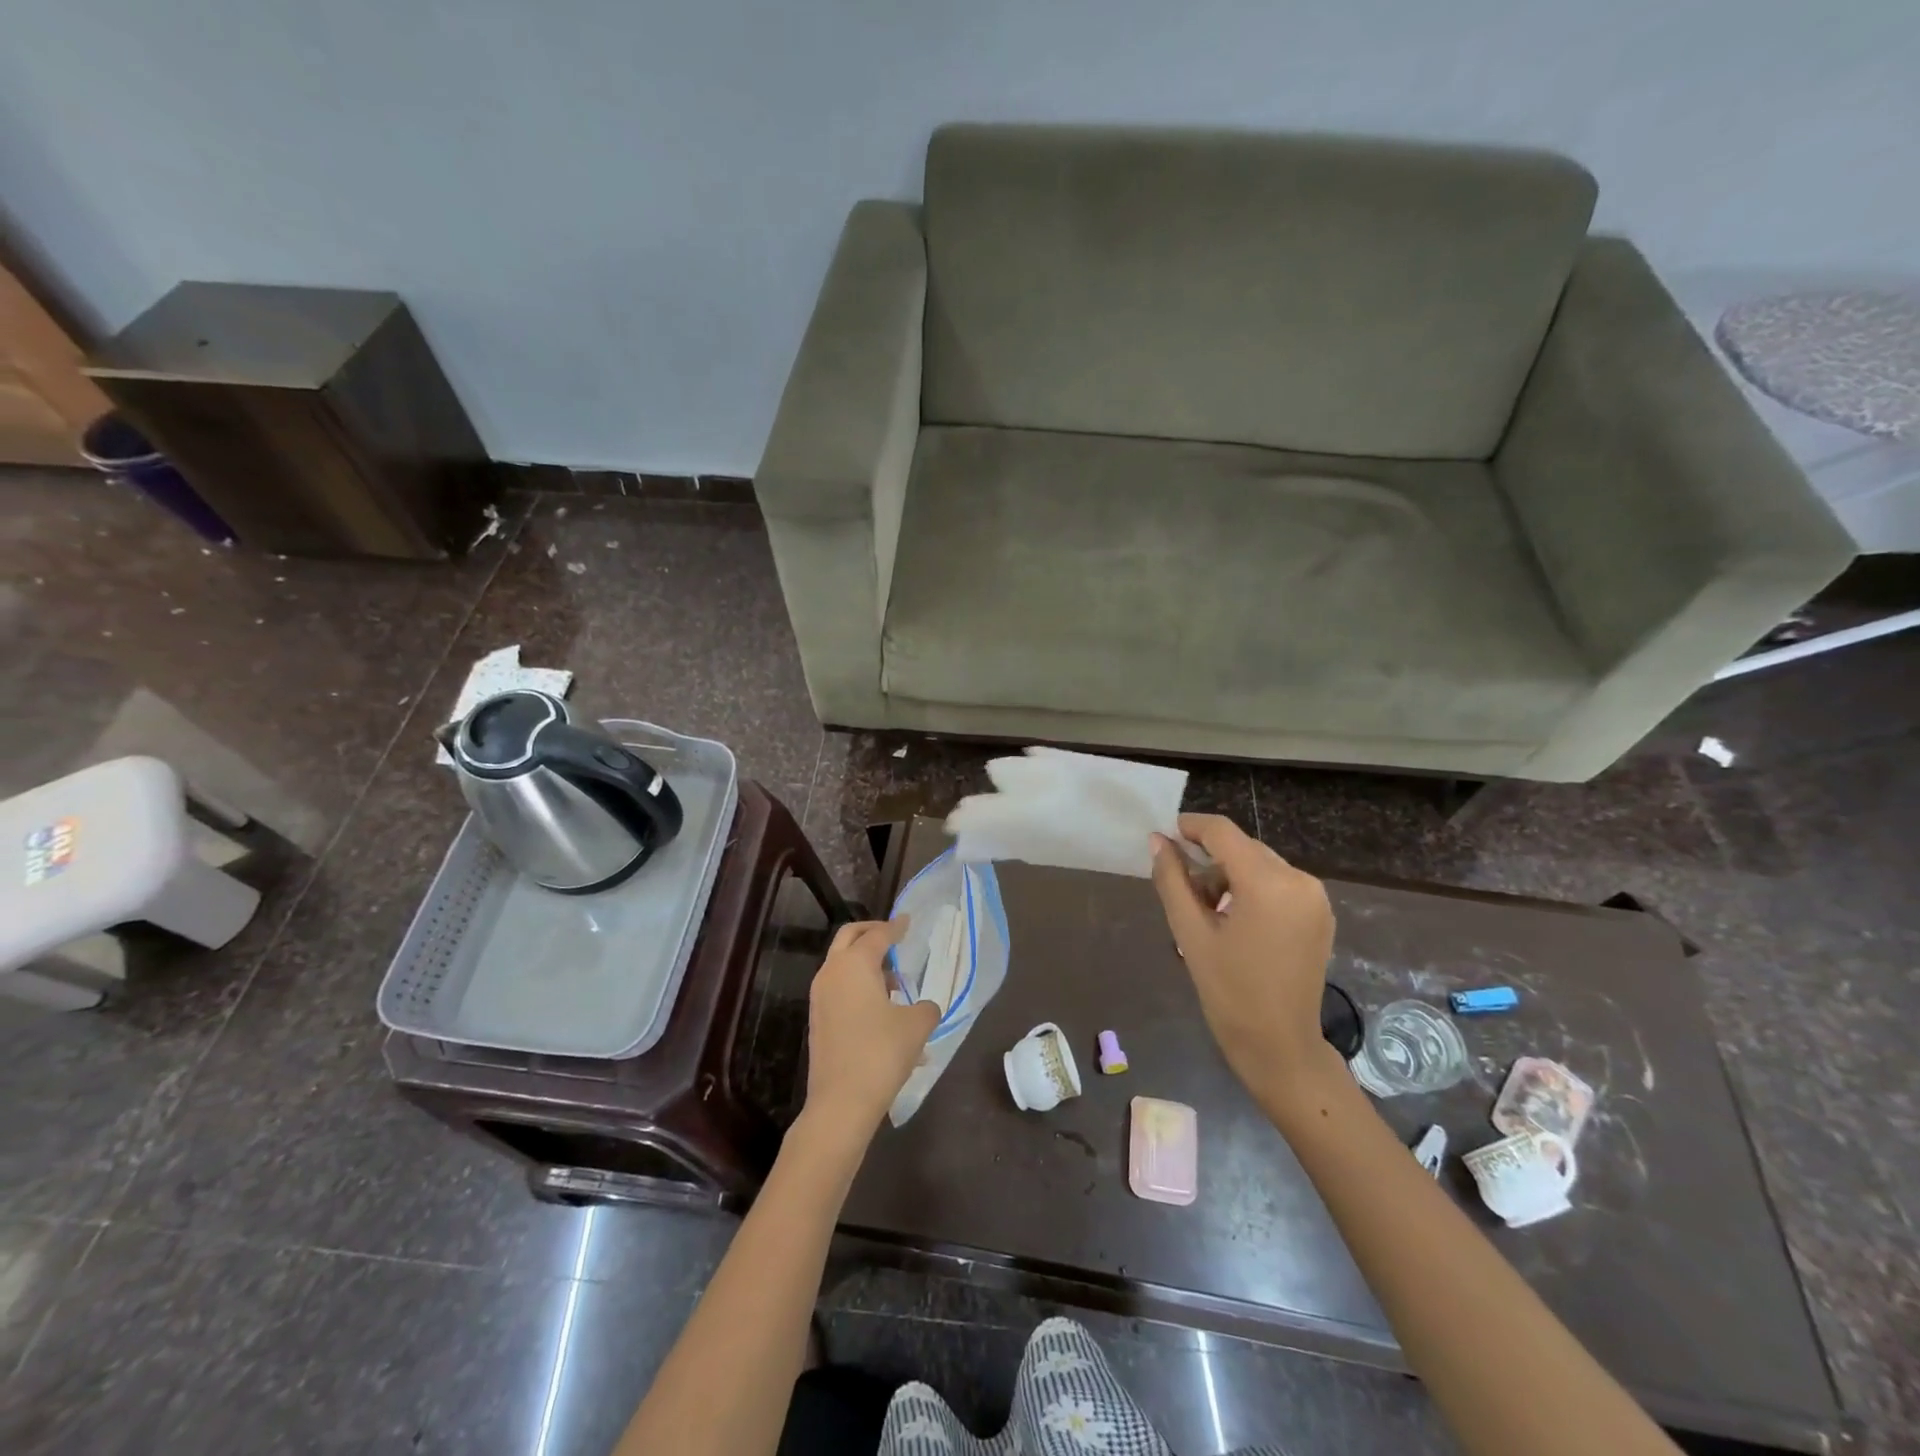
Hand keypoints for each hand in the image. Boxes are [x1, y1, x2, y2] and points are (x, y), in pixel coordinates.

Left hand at [804, 917, 939, 1136]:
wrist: (841, 1102)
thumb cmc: (881, 1053)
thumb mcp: (916, 1027)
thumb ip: (926, 1008)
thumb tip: (925, 1007)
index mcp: (855, 964)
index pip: (878, 934)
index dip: (896, 927)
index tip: (908, 922)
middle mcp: (832, 973)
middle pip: (849, 938)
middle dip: (871, 933)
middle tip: (894, 937)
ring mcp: (820, 997)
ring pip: (842, 966)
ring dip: (866, 964)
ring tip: (895, 983)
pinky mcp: (819, 1020)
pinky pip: (840, 990)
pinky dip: (859, 987)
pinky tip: (884, 1012)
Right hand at [1150, 814, 1338, 1112]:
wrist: (1280, 1046)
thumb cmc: (1229, 992)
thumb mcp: (1190, 933)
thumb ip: (1172, 880)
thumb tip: (1158, 841)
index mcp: (1268, 883)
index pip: (1223, 833)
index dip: (1191, 827)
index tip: (1164, 835)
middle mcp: (1299, 880)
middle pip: (1243, 848)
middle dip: (1208, 859)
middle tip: (1180, 887)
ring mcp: (1315, 897)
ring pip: (1260, 864)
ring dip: (1229, 875)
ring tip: (1205, 911)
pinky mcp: (1320, 913)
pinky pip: (1278, 883)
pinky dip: (1252, 888)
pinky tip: (1234, 919)